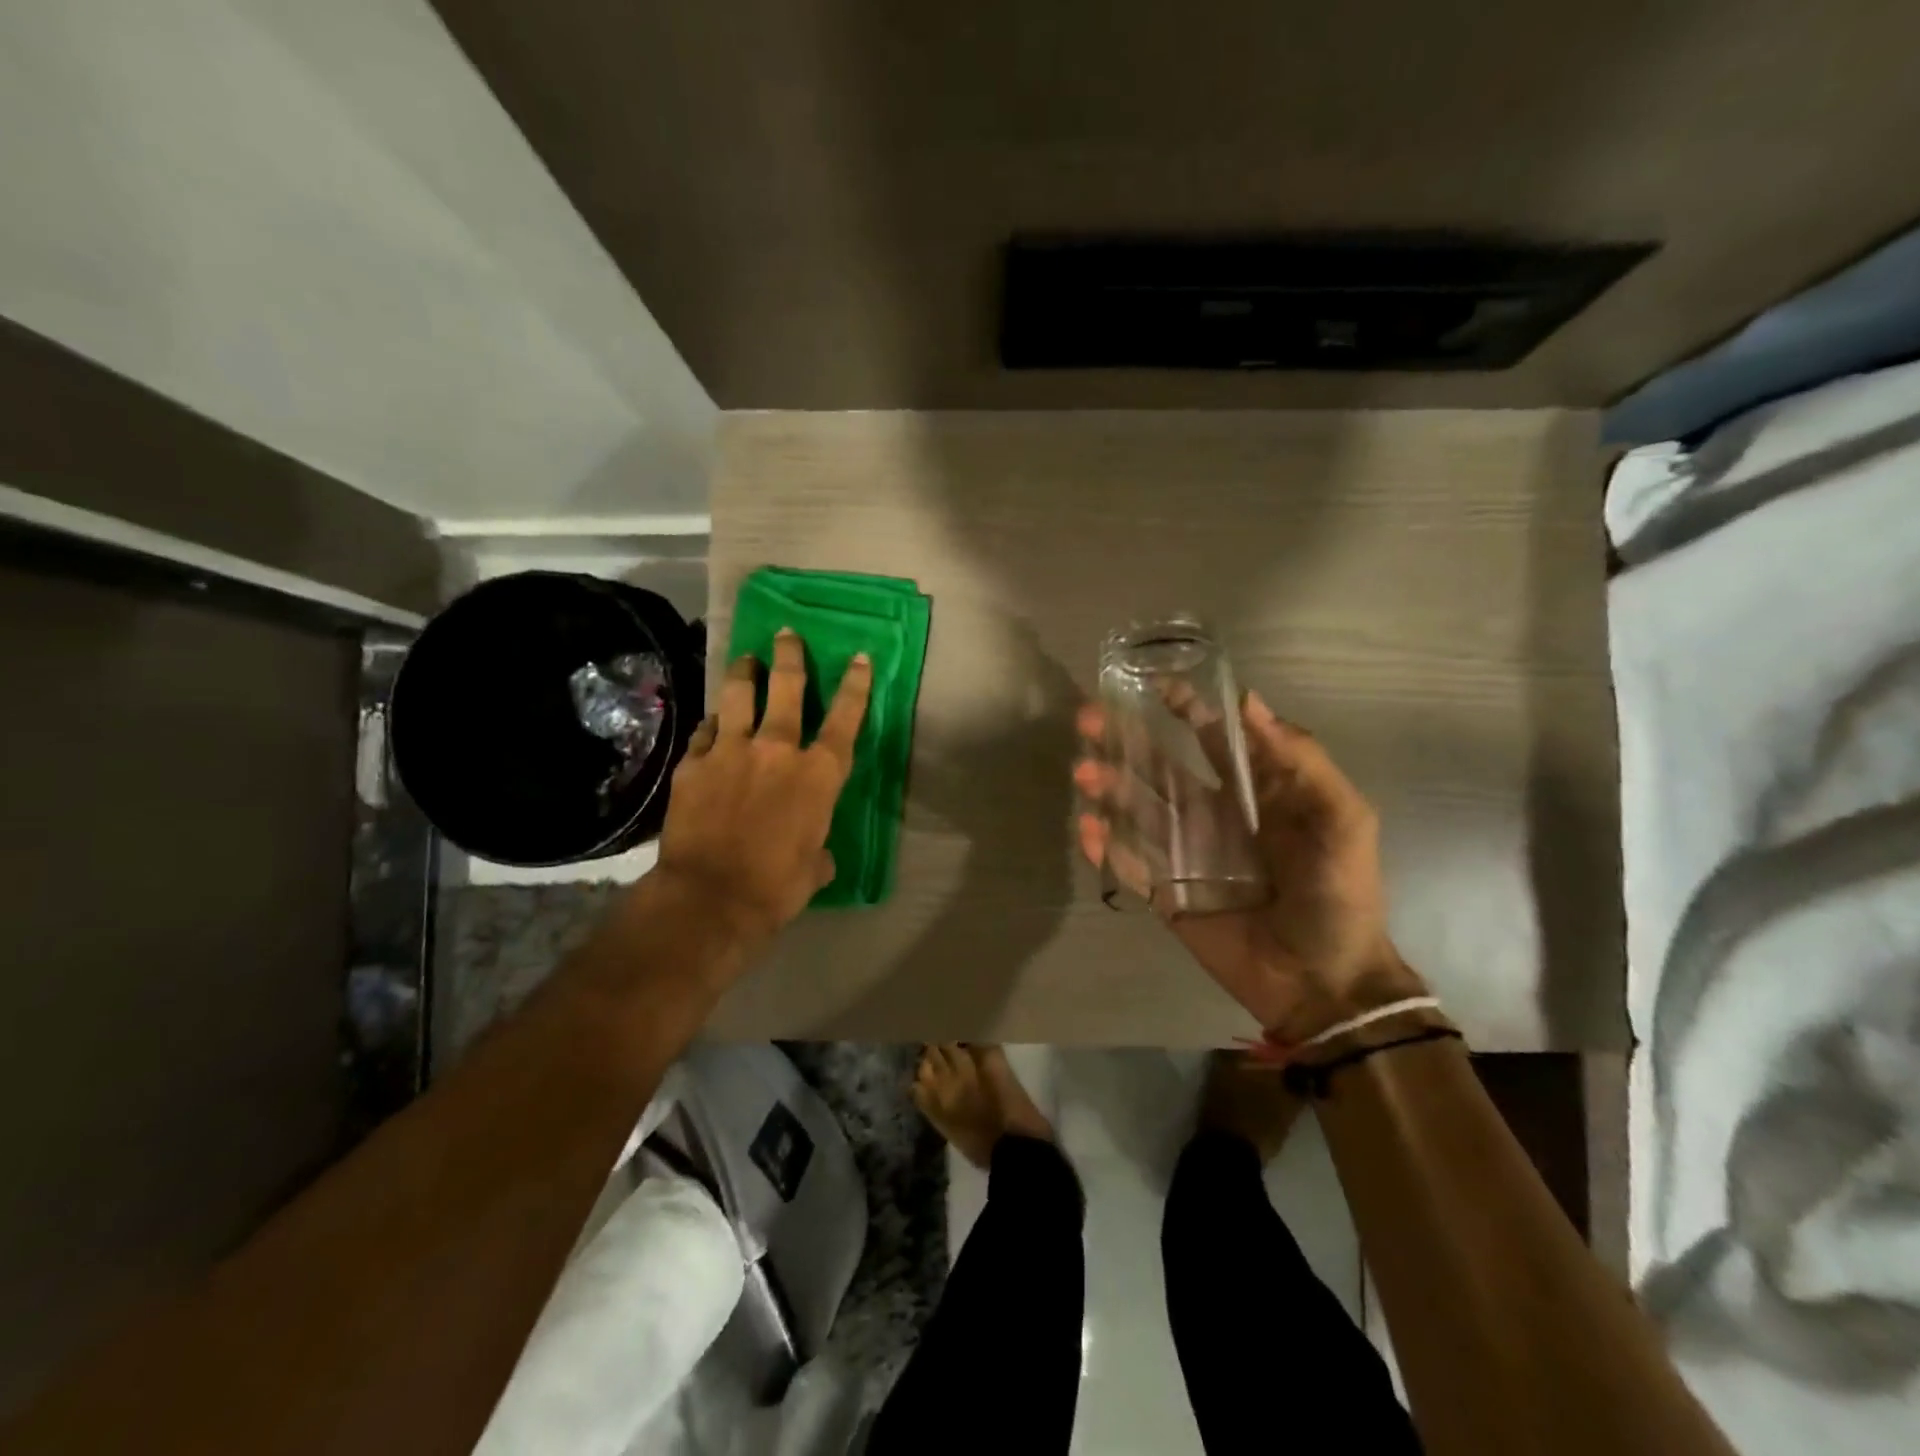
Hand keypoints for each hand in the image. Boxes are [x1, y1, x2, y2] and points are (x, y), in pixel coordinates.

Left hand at [654, 628, 871, 945]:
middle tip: (786, 635)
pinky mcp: (693, 764)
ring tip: (746, 659)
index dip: (855, 686)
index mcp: (818, 775)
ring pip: (738, 696)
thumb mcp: (813, 869)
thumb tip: (815, 854)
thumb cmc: (776, 887)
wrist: (709, 898)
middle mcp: (777, 751)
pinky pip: (706, 732)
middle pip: (786, 688)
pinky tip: (713, 723)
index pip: (845, 720)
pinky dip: (713, 725)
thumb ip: (817, 850)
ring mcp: (731, 752)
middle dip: (790, 656)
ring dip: (745, 673)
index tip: (859, 657)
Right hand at [1074, 691, 1422, 1039]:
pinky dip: (1105, 846)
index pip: (1212, 739)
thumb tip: (1248, 701)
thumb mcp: (1342, 818)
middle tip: (1088, 720)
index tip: (1153, 684)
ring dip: (1108, 787)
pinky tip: (1088, 828)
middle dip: (1125, 740)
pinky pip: (1129, 864)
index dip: (1185, 708)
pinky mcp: (1166, 894)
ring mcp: (1185, 855)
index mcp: (1254, 792)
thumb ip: (1300, 759)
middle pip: (1160, 767)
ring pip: (1136, 811)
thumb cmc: (1339, 894)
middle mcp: (1212, 815)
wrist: (1325, 982)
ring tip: (1084, 772)